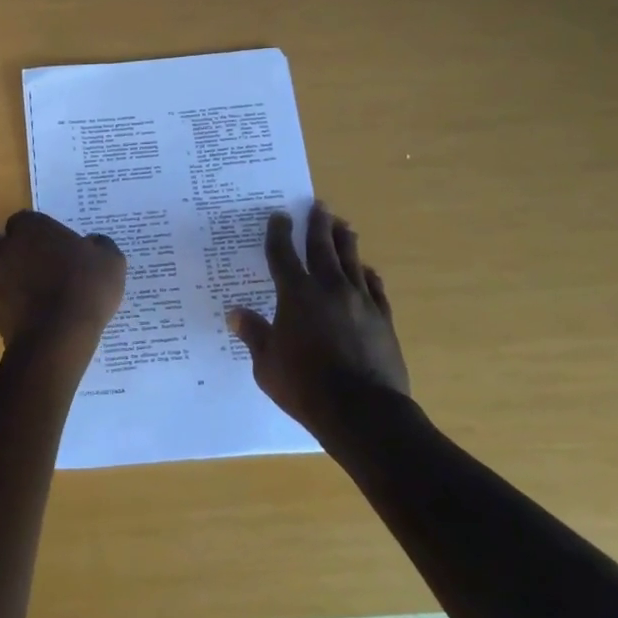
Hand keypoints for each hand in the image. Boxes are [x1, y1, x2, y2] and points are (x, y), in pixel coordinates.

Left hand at [0, 211, 125, 353]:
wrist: (61, 334)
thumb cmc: (86, 287)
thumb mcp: (110, 260)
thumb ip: (99, 246)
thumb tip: (94, 243)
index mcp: (31, 230)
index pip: (20, 219)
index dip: (31, 230)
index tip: (46, 242)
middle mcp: (5, 251)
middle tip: (16, 260)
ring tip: (16, 293)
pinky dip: (0, 314)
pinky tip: (18, 319)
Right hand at [226, 201, 409, 436]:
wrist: (363, 411)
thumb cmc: (305, 386)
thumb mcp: (267, 364)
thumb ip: (254, 335)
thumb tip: (235, 314)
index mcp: (295, 295)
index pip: (282, 255)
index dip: (278, 233)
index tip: (279, 216)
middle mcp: (328, 289)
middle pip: (322, 247)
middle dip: (317, 225)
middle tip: (318, 205)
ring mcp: (359, 302)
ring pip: (352, 261)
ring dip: (345, 241)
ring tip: (343, 225)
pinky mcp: (382, 319)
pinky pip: (375, 289)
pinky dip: (369, 276)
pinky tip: (368, 271)